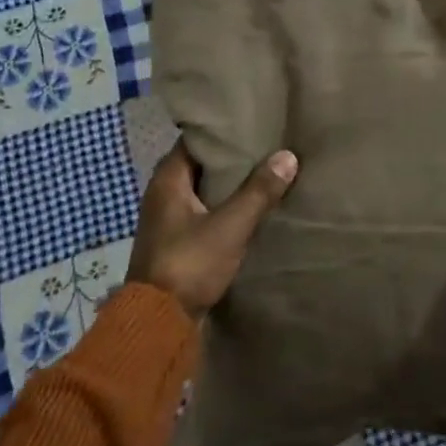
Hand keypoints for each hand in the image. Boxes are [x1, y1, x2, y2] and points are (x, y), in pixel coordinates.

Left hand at [126, 144, 298, 319]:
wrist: (158, 320)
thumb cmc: (190, 263)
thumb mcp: (230, 226)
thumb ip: (258, 192)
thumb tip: (287, 156)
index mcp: (166, 180)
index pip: (194, 141)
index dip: (221, 133)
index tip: (251, 125)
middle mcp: (161, 194)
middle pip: (199, 165)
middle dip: (229, 159)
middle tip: (265, 147)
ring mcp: (166, 220)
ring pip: (202, 191)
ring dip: (227, 186)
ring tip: (264, 174)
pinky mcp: (175, 242)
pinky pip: (203, 214)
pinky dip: (223, 208)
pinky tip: (249, 210)